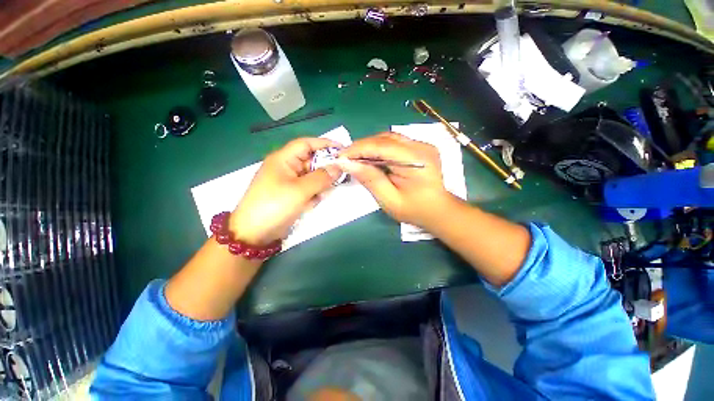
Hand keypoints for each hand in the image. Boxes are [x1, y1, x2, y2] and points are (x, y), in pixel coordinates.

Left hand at [229, 138, 343, 244]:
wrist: (254, 234)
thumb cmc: (274, 206)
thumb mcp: (300, 191)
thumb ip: (321, 178)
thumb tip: (339, 167)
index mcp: (283, 160)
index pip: (306, 144)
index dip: (324, 144)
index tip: (342, 150)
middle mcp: (286, 168)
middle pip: (311, 161)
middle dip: (325, 168)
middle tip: (342, 175)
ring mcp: (289, 182)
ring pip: (312, 177)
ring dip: (320, 184)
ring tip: (324, 193)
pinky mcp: (291, 195)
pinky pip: (308, 189)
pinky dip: (314, 194)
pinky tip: (312, 203)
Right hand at [338, 132, 453, 227]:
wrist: (438, 211)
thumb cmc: (414, 210)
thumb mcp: (389, 200)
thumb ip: (370, 179)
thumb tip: (347, 163)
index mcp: (417, 160)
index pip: (382, 146)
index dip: (358, 149)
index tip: (340, 157)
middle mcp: (421, 146)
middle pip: (385, 138)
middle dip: (362, 147)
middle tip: (346, 158)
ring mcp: (422, 145)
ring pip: (388, 138)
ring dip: (370, 147)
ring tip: (356, 159)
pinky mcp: (419, 148)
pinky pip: (394, 143)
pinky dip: (379, 149)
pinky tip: (372, 159)